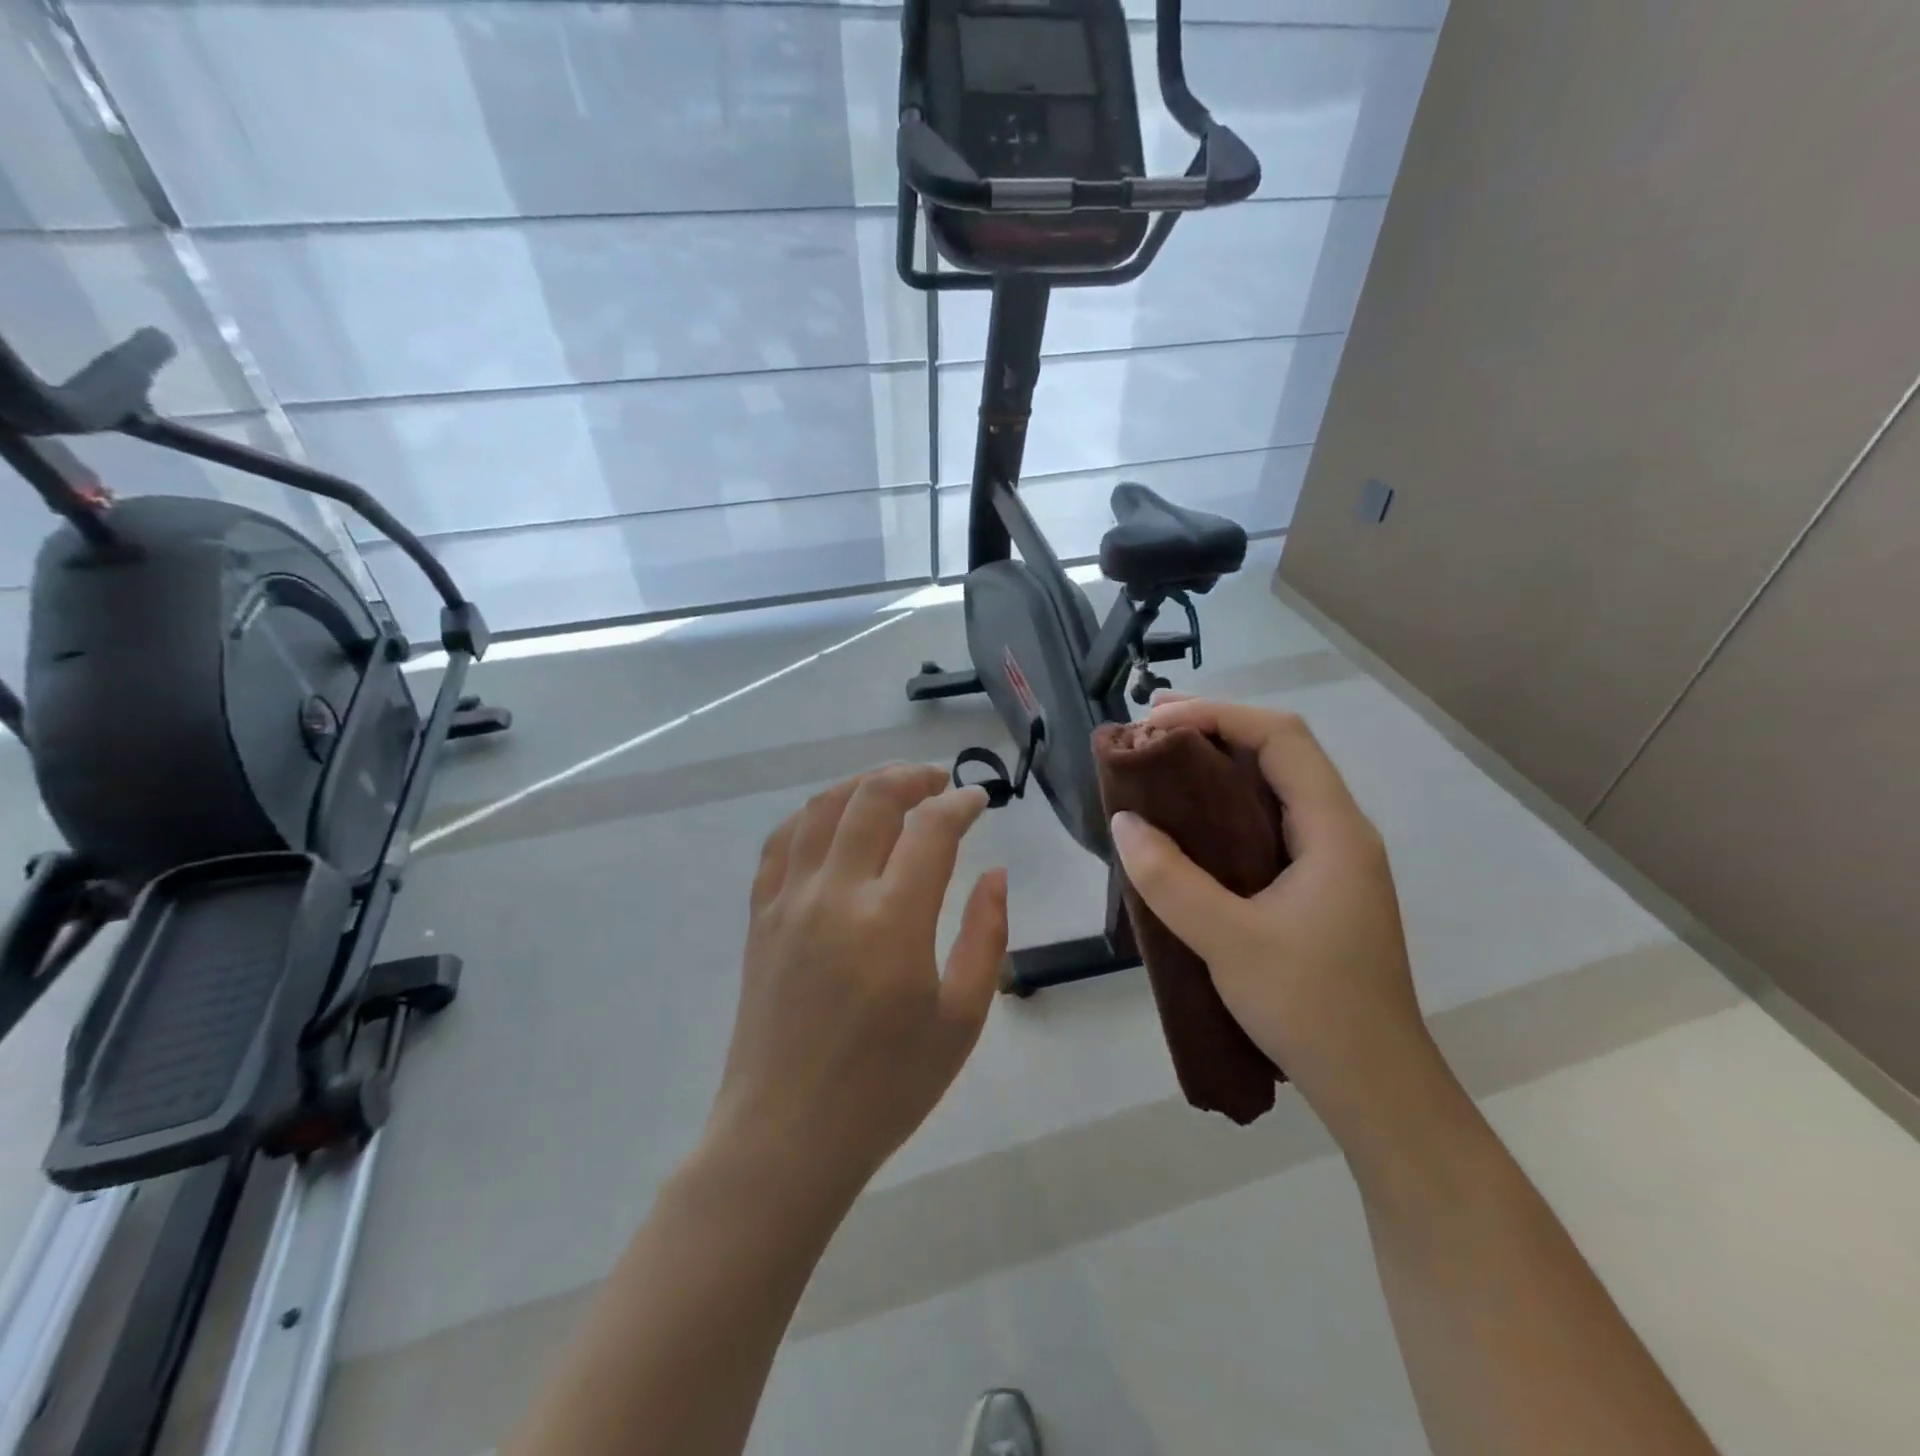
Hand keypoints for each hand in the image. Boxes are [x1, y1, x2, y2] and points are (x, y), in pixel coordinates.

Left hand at [707, 765, 1007, 1194]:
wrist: (786, 1136)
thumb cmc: (886, 1087)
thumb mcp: (961, 1020)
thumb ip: (985, 936)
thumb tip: (994, 874)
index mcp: (892, 922)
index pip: (930, 830)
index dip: (960, 803)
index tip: (980, 801)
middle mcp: (835, 895)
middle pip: (871, 799)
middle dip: (911, 777)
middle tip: (939, 782)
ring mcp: (789, 902)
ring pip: (820, 808)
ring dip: (861, 785)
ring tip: (891, 788)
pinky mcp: (759, 918)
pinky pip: (780, 843)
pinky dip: (811, 817)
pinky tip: (832, 822)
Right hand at [1107, 699, 1431, 1132]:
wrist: (1375, 1086)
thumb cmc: (1311, 1008)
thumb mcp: (1228, 941)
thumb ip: (1170, 880)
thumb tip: (1124, 822)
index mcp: (1334, 830)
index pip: (1281, 737)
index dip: (1218, 715)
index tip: (1156, 721)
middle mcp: (1341, 832)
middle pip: (1281, 751)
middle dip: (1215, 728)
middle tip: (1150, 730)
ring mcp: (1333, 860)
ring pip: (1276, 786)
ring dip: (1220, 765)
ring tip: (1162, 764)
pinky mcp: (1318, 887)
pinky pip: (1271, 822)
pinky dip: (1227, 805)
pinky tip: (1192, 824)